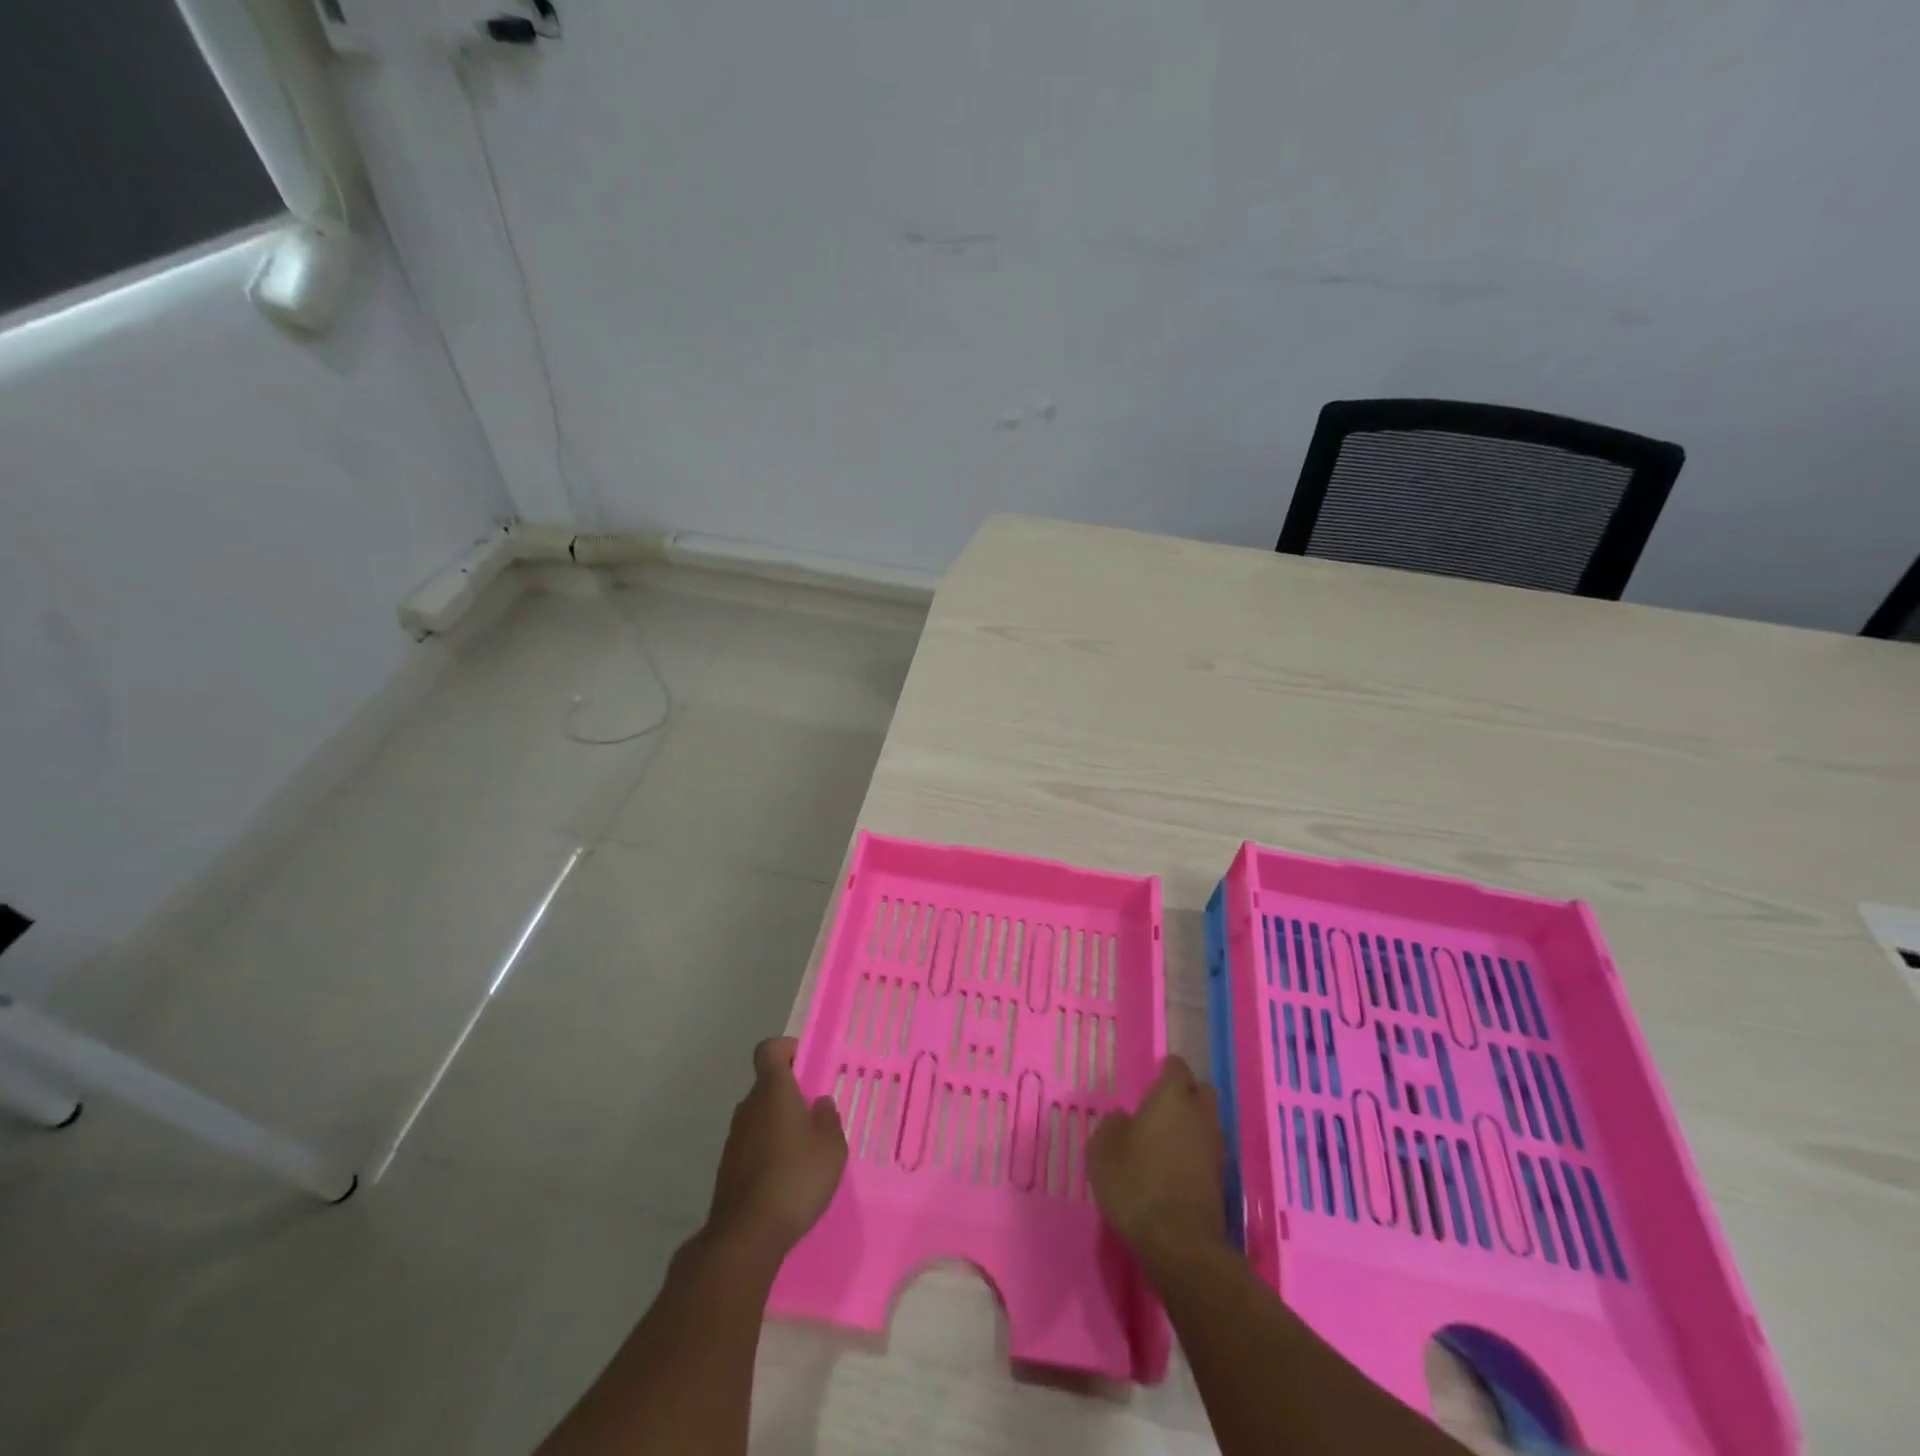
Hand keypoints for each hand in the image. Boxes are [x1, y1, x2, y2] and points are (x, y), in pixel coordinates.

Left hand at [703, 1037, 847, 1262]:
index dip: (786, 1049)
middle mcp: (749, 1107)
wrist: (747, 1235)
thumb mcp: (831, 1148)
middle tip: (814, 1114)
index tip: (804, 1062)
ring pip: (759, 1116)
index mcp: (773, 1091)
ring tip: (804, 1150)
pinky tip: (786, 1176)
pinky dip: (767, 1150)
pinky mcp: (727, 1168)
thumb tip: (819, 1104)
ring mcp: (734, 1138)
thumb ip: (828, 1120)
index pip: (769, 1050)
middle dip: (789, 1093)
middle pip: (766, 1085)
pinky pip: (752, 1144)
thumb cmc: (796, 1179)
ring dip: (778, 1124)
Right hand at [1087, 1055, 1226, 1264]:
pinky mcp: (1222, 1180)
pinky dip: (1195, 1154)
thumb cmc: (1136, 1184)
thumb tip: (1123, 1119)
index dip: (1164, 1071)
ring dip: (1191, 1126)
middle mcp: (1200, 1115)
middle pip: (1201, 1092)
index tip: (1150, 1081)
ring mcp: (1216, 1148)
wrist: (1179, 1244)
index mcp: (1172, 1097)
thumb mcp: (1103, 1151)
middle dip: (1185, 1094)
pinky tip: (1174, 1169)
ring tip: (1165, 1142)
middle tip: (1160, 1109)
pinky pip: (1208, 1152)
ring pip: (1207, 1123)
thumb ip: (1112, 1126)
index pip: (1176, 1067)